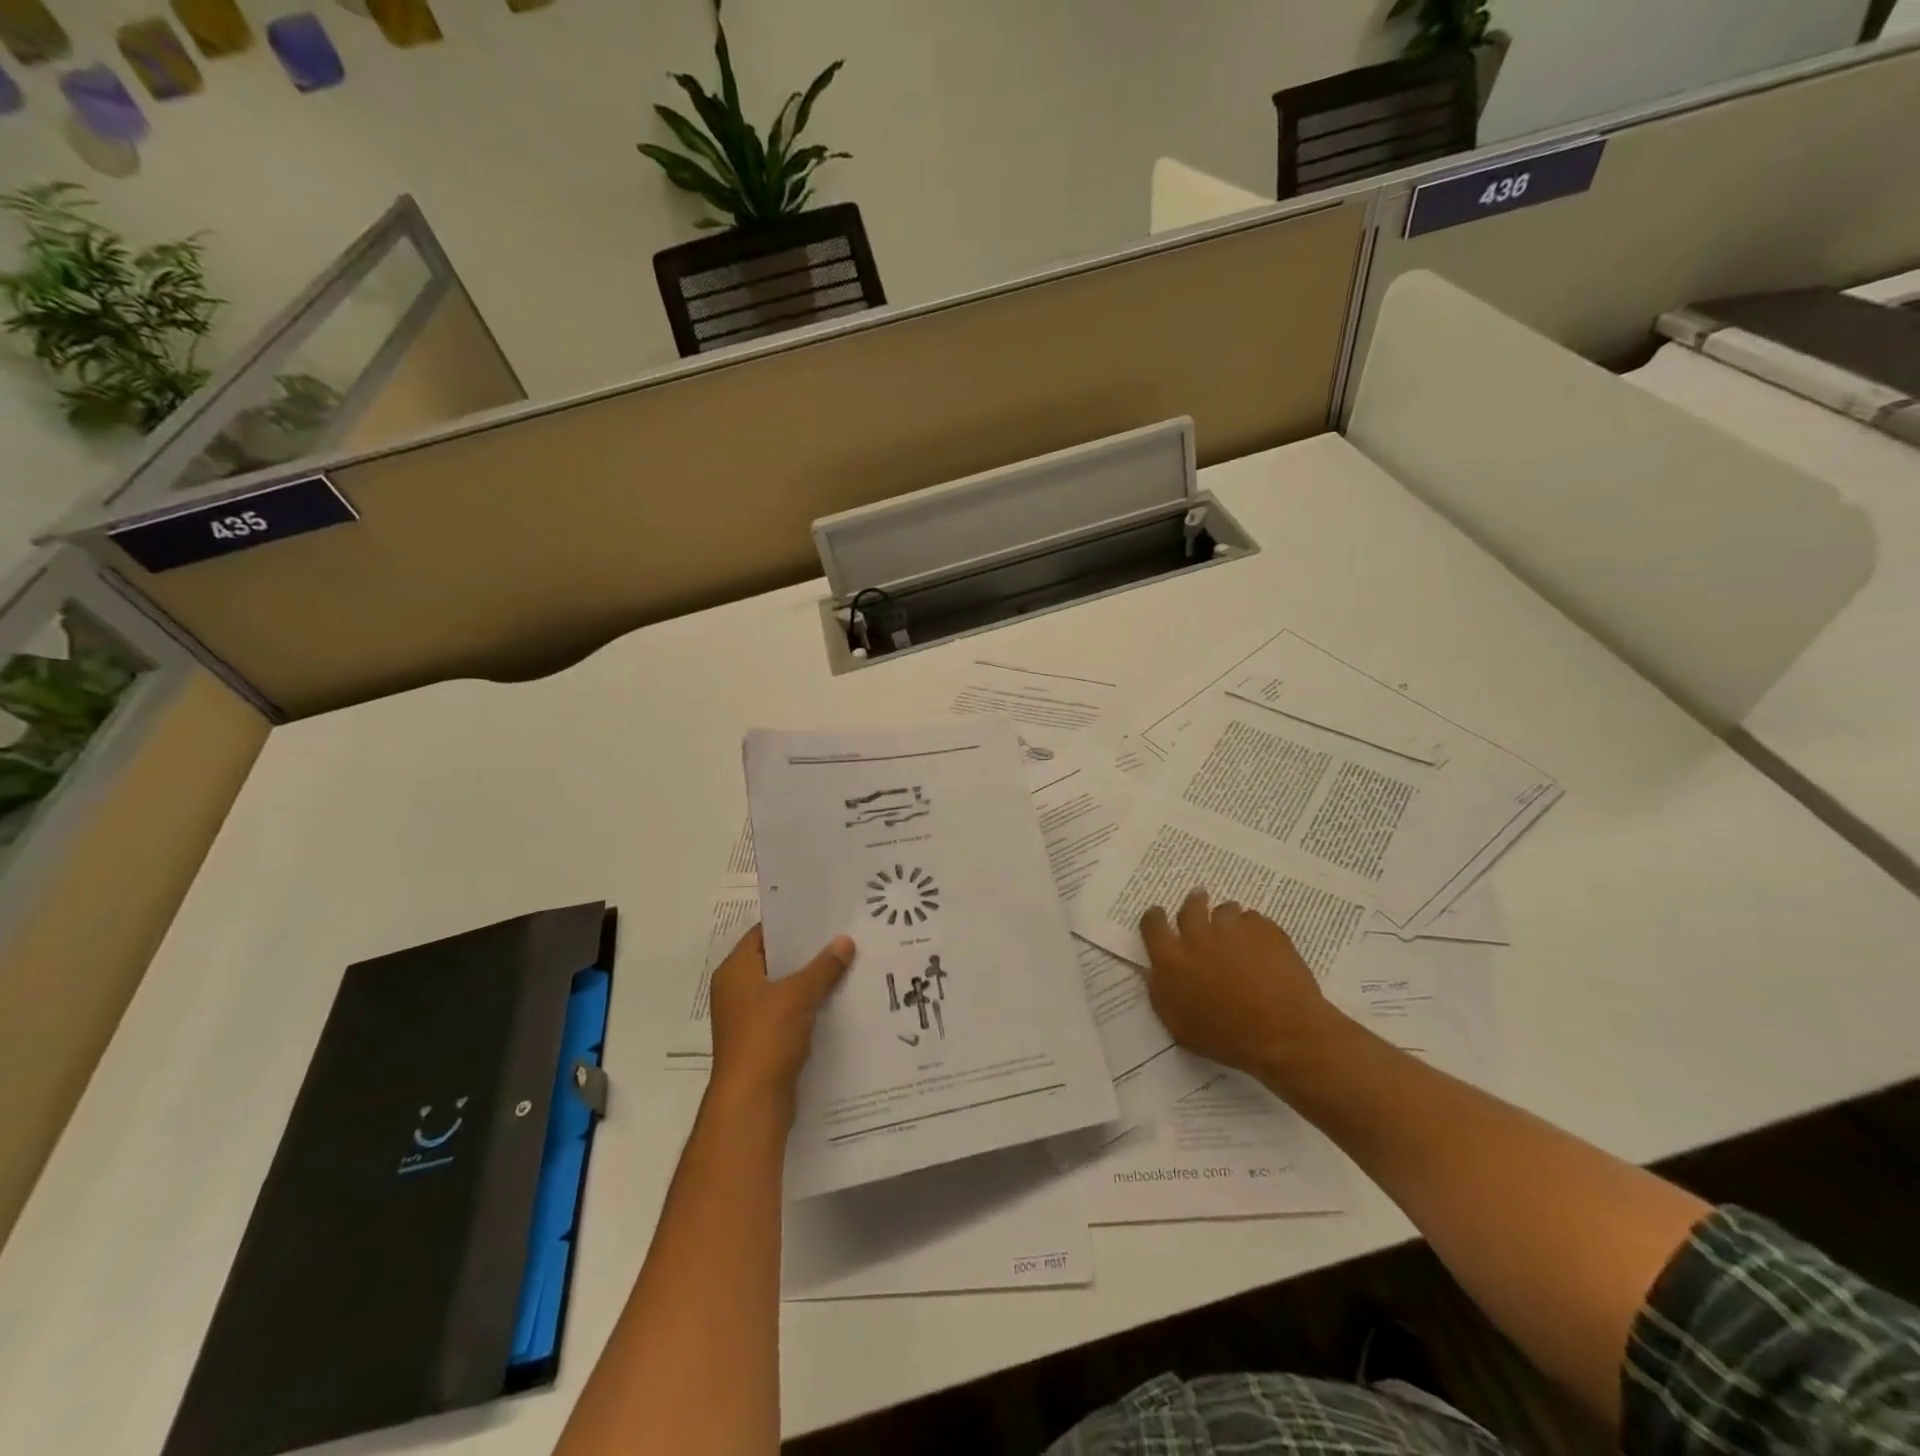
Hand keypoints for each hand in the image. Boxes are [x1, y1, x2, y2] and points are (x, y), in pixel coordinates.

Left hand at [708, 924, 854, 1117]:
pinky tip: (837, 999)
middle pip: (775, 960)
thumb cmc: (766, 1038)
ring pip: (784, 988)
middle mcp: (737, 990)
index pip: (763, 933)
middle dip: (807, 951)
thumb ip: (823, 967)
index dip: (791, 922)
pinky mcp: (763, 1040)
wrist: (752, 1103)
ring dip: (811, 980)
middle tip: (842, 935)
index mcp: (735, 971)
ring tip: (847, 963)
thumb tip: (845, 940)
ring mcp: (749, 1017)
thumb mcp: (798, 995)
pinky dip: (809, 1005)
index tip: (823, 913)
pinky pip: (789, 1012)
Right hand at [1139, 889, 1351, 1088]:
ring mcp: (1233, 929)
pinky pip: (1255, 919)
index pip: (1153, 924)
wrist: (1283, 1035)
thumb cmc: (1227, 1039)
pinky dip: (1255, 930)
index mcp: (1172, 960)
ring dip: (1227, 920)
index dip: (1155, 918)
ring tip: (1238, 935)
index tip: (1161, 918)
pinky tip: (1264, 949)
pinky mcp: (1264, 929)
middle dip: (1194, 904)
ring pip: (1226, 909)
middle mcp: (1198, 936)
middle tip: (1200, 908)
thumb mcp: (1180, 1027)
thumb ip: (1161, 994)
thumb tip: (1152, 972)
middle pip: (1190, 906)